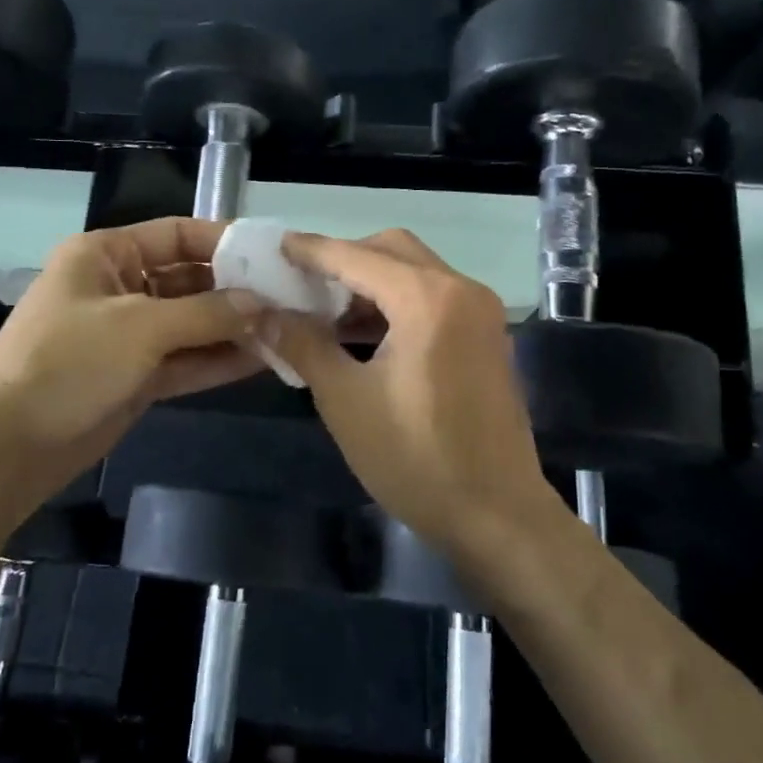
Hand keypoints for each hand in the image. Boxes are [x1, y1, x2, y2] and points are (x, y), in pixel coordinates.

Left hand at [0, 219, 262, 558]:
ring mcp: (130, 335)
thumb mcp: (140, 327)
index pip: (177, 234)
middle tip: (294, 298)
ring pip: (194, 323)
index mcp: (107, 254)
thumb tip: (263, 304)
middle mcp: (121, 287)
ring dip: (236, 327)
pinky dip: (220, 359)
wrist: (7, 444)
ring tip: (290, 329)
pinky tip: (264, 358)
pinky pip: (187, 359)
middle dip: (238, 290)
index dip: (225, 241)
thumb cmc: (68, 362)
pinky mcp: (137, 376)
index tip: (275, 254)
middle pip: (191, 279)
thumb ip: (206, 313)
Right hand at [269, 230, 563, 565]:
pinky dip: (397, 302)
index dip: (311, 250)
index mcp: (427, 299)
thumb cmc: (416, 458)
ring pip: (416, 272)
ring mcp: (481, 313)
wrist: (498, 515)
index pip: (356, 256)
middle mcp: (461, 290)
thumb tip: (264, 314)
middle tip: (303, 283)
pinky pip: (434, 297)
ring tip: (326, 311)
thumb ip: (303, 345)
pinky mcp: (487, 337)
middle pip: (393, 250)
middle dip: (345, 259)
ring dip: (371, 281)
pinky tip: (365, 334)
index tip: (275, 247)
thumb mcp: (346, 400)